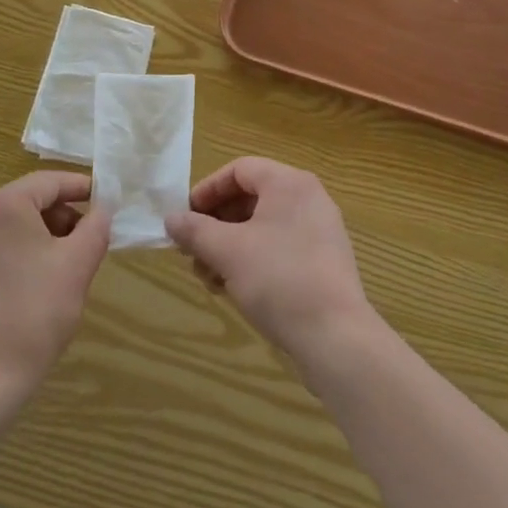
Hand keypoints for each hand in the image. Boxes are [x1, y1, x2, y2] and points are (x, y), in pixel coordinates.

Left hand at [0, 170, 110, 403]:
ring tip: (62, 266)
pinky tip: (30, 285)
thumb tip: (102, 210)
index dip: (81, 188)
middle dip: (61, 216)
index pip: (49, 182)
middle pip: (27, 202)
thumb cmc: (34, 313)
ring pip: (8, 226)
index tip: (105, 201)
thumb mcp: (78, 265)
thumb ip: (96, 228)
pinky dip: (15, 255)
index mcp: (2, 205)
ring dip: (39, 237)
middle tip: (86, 241)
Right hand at [165, 158, 375, 362]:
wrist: (336, 337)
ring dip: (230, 246)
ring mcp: (320, 231)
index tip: (185, 217)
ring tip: (208, 278)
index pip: (239, 170)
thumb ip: (195, 230)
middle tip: (192, 252)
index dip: (208, 190)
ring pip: (263, 226)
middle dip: (216, 224)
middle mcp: (308, 198)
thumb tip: (171, 219)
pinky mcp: (324, 262)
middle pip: (251, 198)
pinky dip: (253, 259)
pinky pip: (280, 247)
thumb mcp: (227, 252)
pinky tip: (233, 288)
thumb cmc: (278, 280)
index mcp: (289, 183)